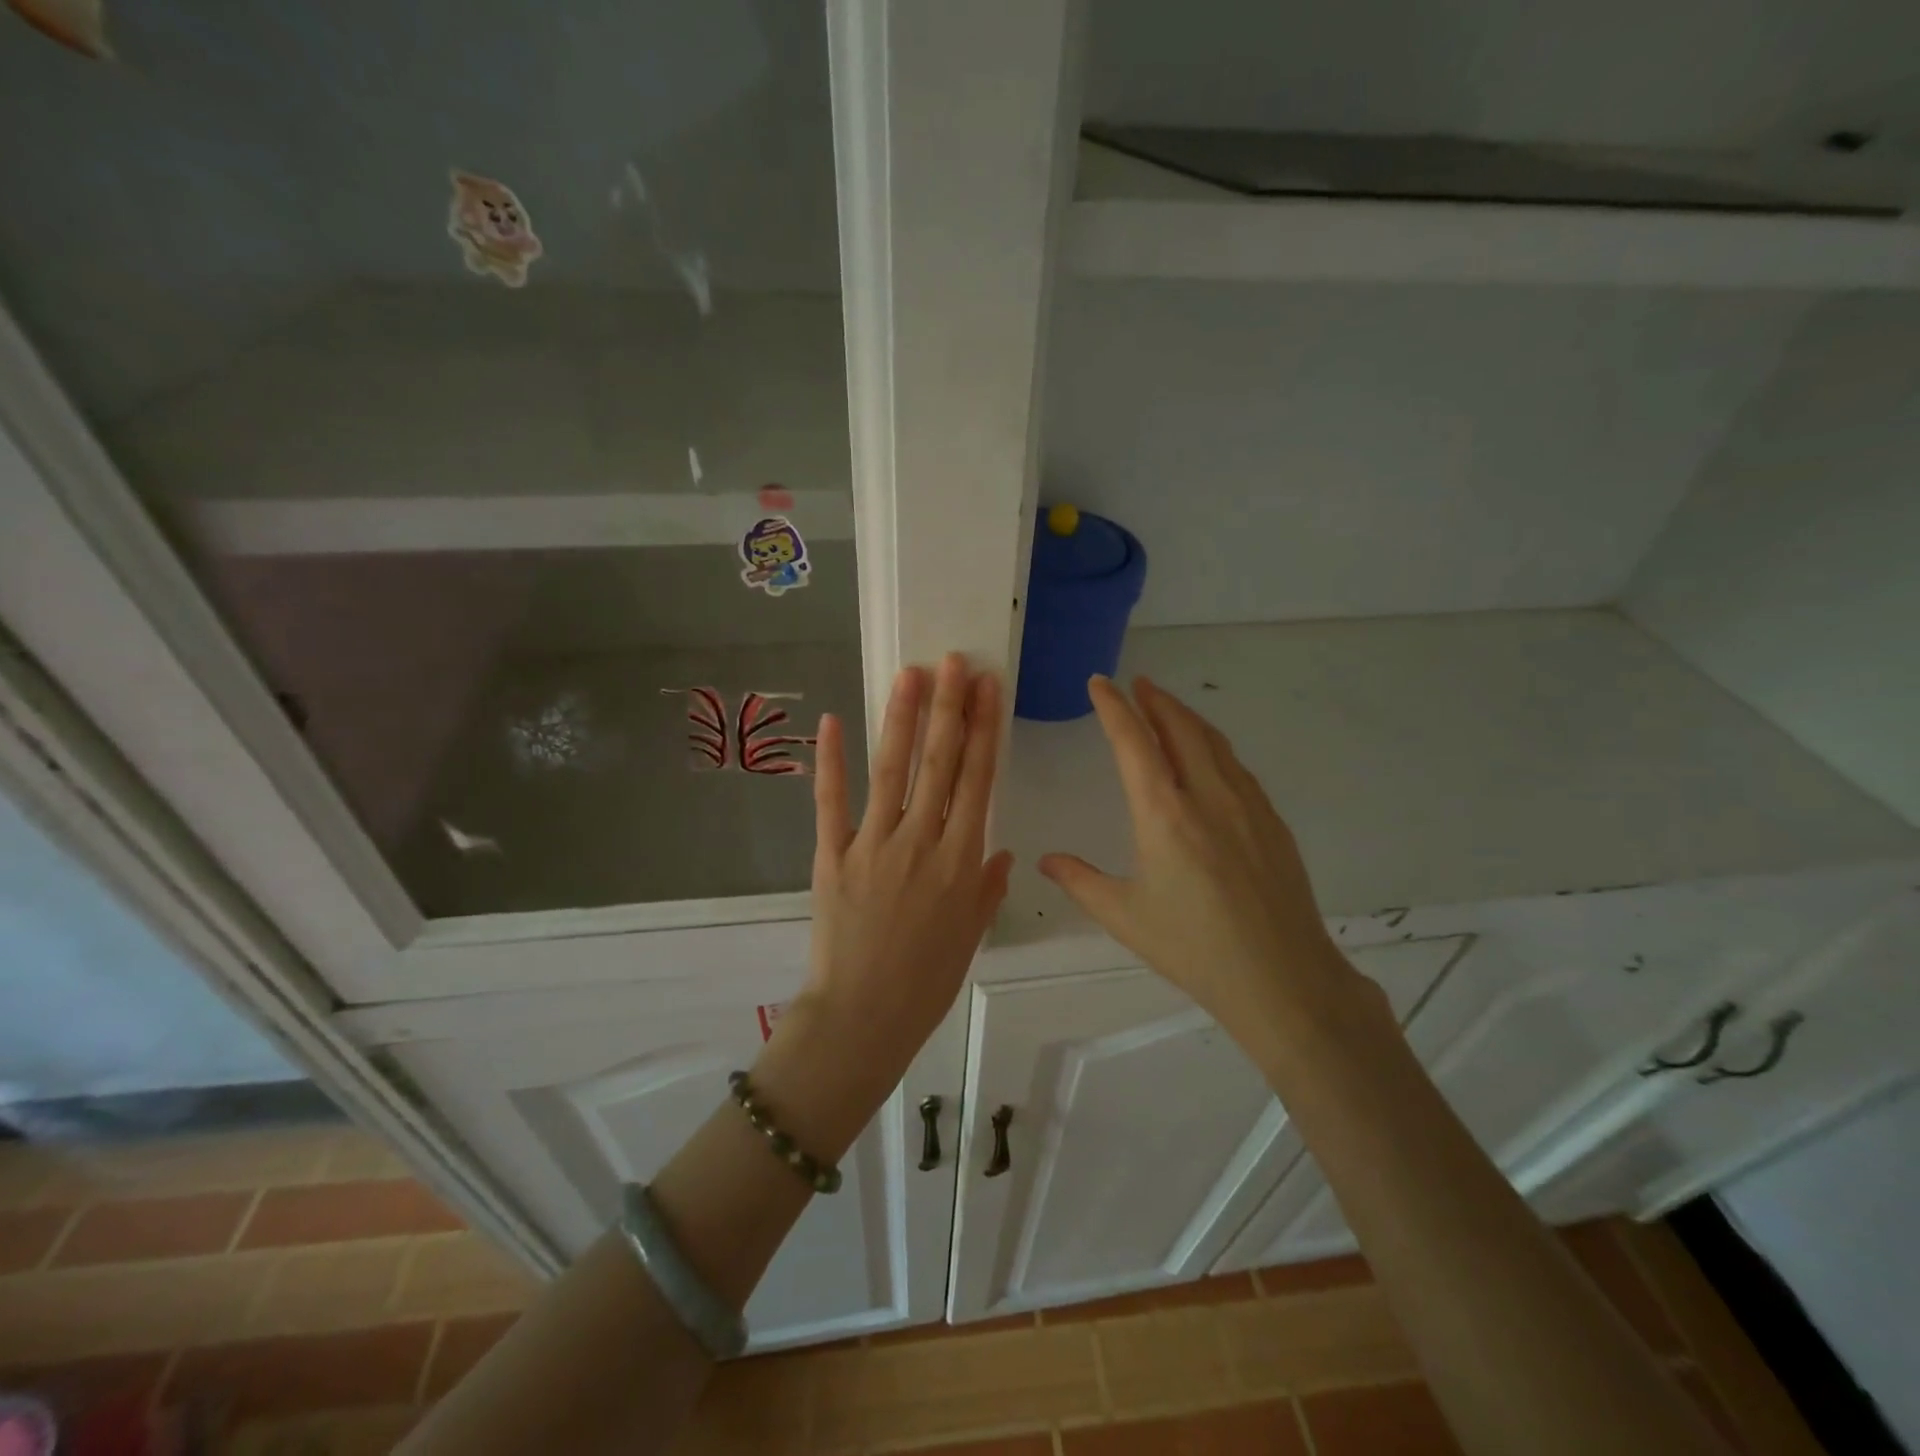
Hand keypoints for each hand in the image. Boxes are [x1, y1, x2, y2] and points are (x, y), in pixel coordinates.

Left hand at [760, 655, 1013, 1146]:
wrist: (862, 1017)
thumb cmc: (925, 982)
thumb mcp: (971, 935)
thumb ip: (987, 887)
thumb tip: (1002, 848)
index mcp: (962, 860)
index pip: (978, 780)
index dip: (984, 730)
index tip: (989, 689)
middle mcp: (922, 842)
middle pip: (941, 763)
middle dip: (951, 708)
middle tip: (955, 661)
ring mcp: (874, 845)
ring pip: (892, 770)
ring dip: (902, 719)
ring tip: (912, 674)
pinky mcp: (833, 855)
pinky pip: (832, 802)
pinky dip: (831, 761)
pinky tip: (834, 722)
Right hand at [1038, 676, 1383, 1056]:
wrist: (1282, 978)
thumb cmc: (1193, 948)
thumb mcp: (1124, 916)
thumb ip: (1080, 881)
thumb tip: (1046, 861)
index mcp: (1164, 814)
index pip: (1134, 743)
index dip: (1114, 708)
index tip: (1100, 683)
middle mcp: (1208, 796)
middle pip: (1180, 729)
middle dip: (1155, 700)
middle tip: (1137, 684)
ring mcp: (1247, 806)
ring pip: (1215, 743)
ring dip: (1187, 718)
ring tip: (1169, 710)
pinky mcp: (1273, 822)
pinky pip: (1238, 768)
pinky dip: (1215, 747)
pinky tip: (1211, 759)